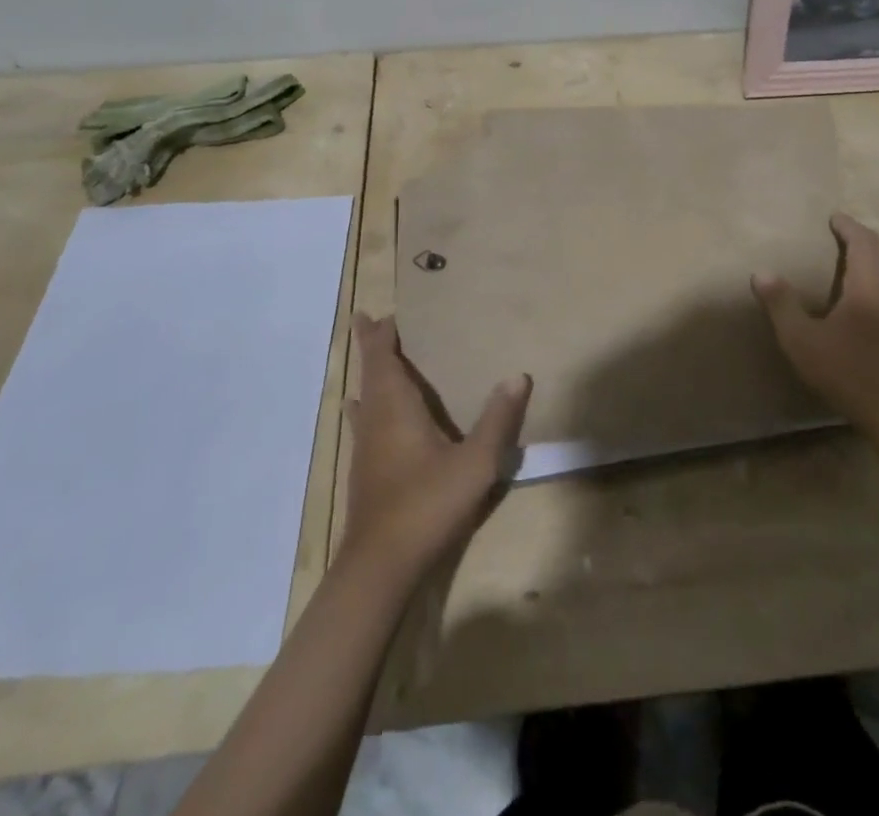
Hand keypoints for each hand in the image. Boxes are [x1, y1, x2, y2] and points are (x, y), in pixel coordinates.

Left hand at [341, 313, 530, 574]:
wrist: (381, 566)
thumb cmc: (427, 504)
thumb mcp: (475, 462)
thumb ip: (498, 419)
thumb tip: (519, 375)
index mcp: (395, 407)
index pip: (383, 358)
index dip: (381, 334)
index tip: (384, 312)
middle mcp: (375, 419)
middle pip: (369, 372)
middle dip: (370, 346)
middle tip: (370, 321)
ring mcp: (365, 447)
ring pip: (363, 396)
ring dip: (368, 374)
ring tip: (374, 359)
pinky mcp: (365, 471)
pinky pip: (364, 420)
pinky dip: (365, 404)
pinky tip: (359, 412)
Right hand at [753, 213, 878, 440]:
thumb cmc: (847, 372)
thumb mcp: (801, 340)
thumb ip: (781, 305)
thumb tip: (761, 273)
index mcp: (868, 287)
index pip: (864, 244)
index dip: (850, 227)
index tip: (834, 218)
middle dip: (867, 236)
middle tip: (845, 232)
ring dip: (876, 255)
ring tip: (851, 257)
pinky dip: (878, 275)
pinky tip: (860, 294)